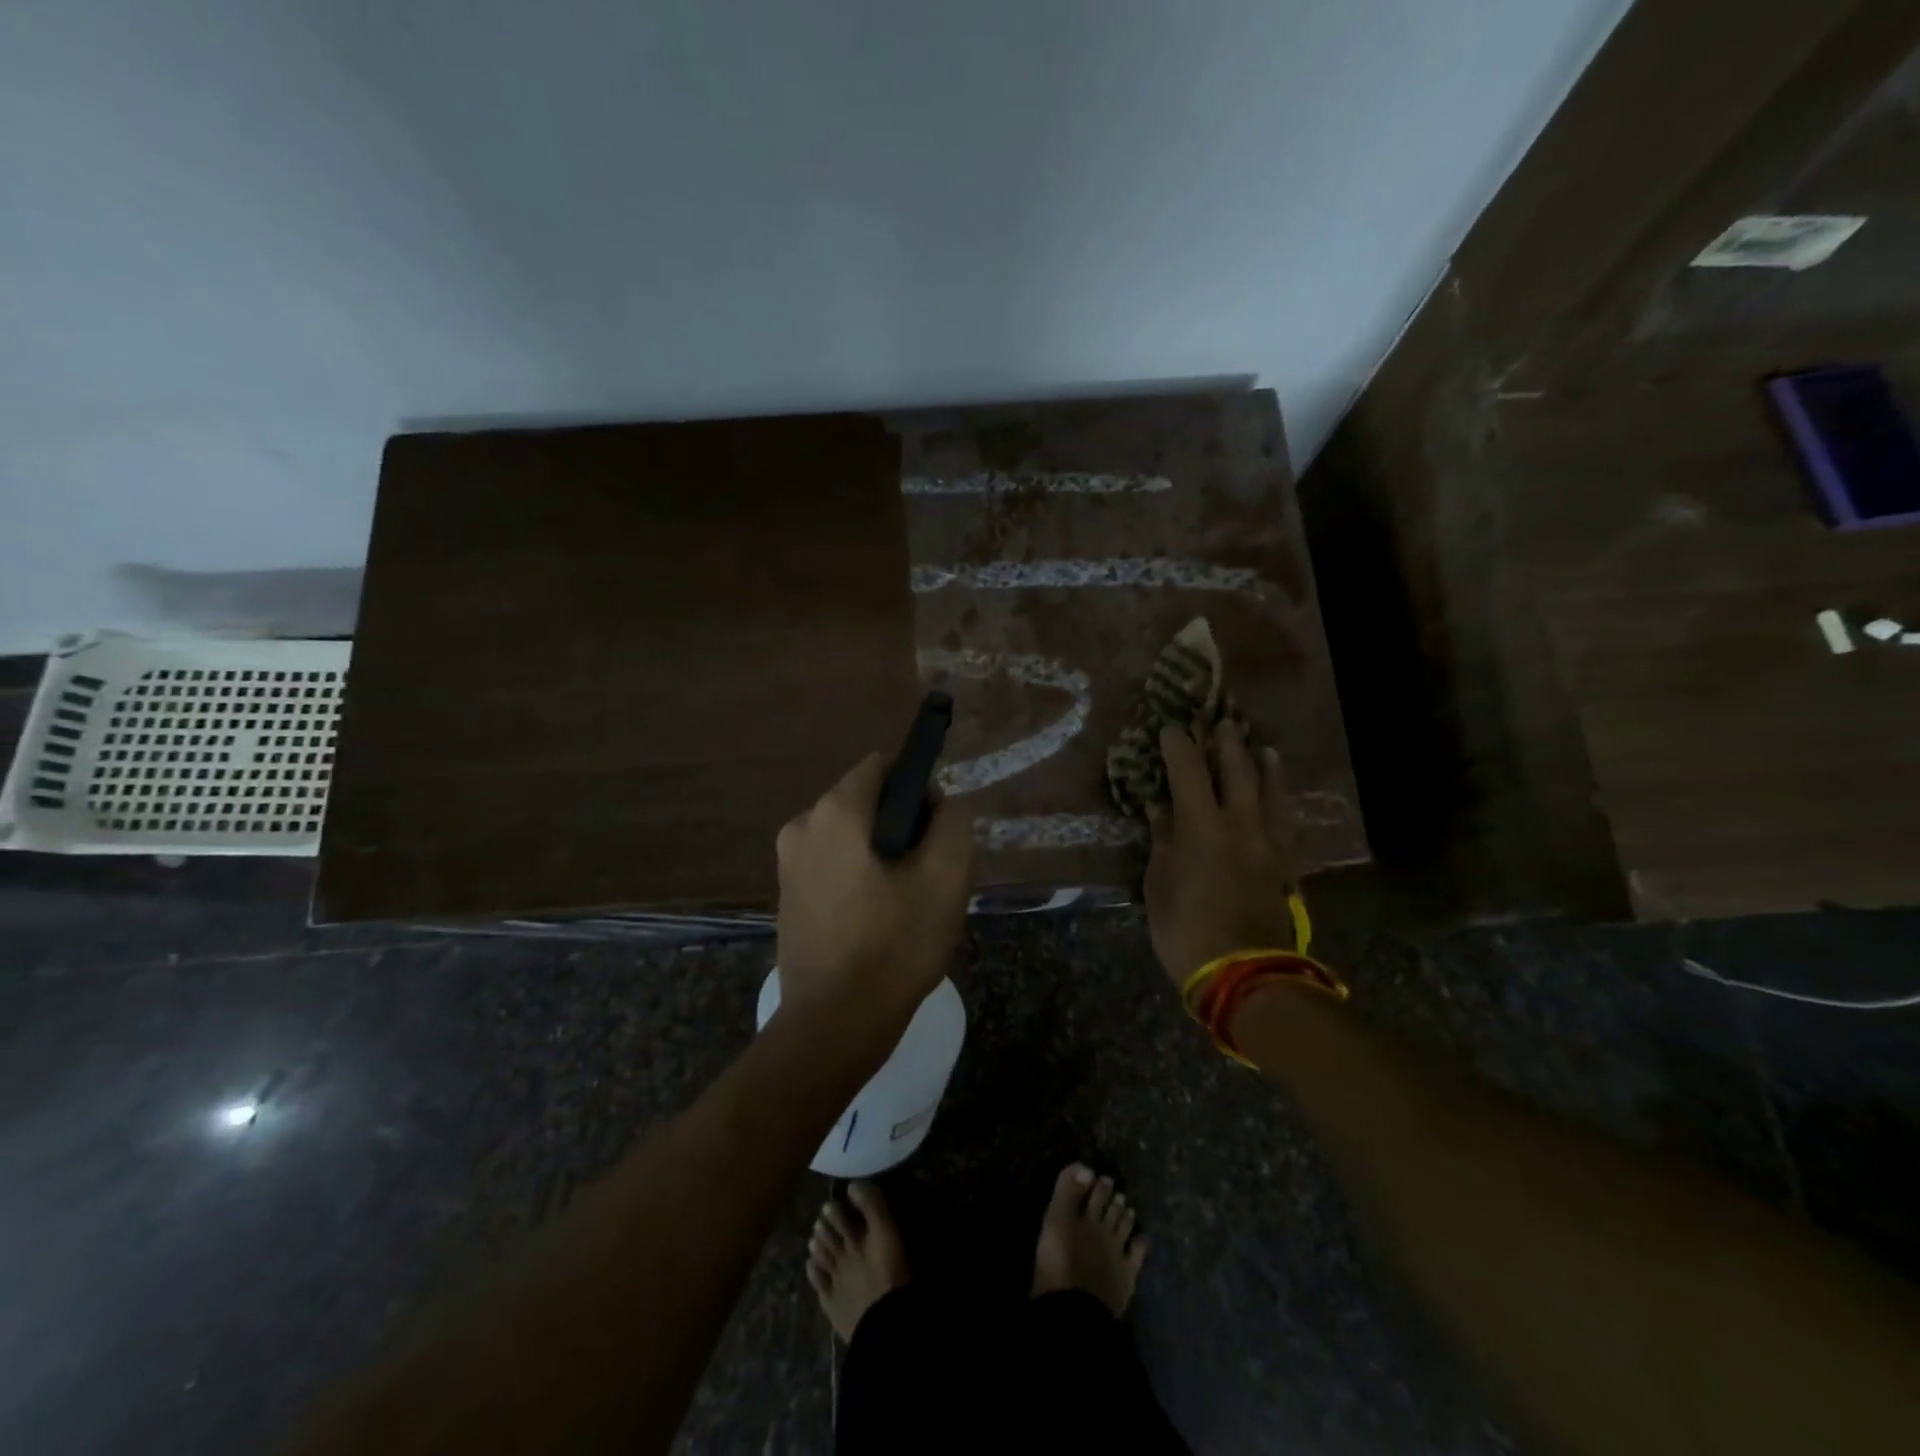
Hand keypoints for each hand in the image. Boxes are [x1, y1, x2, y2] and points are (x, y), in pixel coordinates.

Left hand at [775, 753, 974, 1031]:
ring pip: (851, 835)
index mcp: (835, 812)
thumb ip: (952, 822)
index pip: (882, 766)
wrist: (835, 1024)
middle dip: (901, 825)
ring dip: (882, 853)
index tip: (936, 830)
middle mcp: (801, 825)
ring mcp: (787, 862)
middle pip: (865, 801)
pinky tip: (878, 917)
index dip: (918, 788)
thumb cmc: (894, 945)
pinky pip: (833, 862)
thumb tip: (939, 803)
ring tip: (906, 901)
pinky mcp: (787, 893)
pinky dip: (858, 874)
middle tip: (928, 873)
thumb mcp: (946, 877)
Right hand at [1142, 720, 1300, 987]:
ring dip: (1265, 766)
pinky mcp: (1286, 866)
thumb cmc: (1187, 931)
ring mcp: (1268, 845)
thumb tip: (1159, 807)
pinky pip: (1289, 824)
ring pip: (1271, 793)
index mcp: (1202, 828)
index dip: (1178, 745)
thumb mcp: (1159, 886)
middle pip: (1237, 772)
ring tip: (1263, 747)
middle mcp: (1240, 825)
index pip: (1188, 772)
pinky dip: (1284, 804)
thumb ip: (1163, 842)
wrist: (1246, 975)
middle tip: (1221, 722)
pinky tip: (1282, 800)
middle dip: (1227, 743)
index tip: (1170, 727)